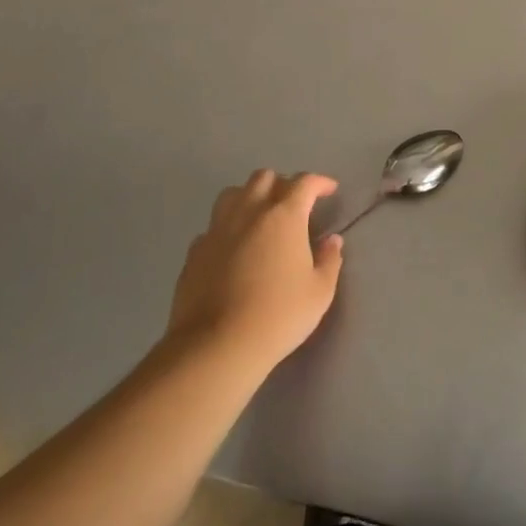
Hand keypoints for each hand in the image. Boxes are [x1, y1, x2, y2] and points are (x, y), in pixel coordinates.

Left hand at [166, 169, 343, 381]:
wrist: (216, 347)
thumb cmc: (279, 315)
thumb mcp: (320, 291)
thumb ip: (329, 260)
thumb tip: (331, 241)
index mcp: (284, 216)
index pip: (304, 182)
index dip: (320, 182)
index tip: (330, 191)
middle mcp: (248, 213)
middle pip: (264, 178)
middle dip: (283, 184)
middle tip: (295, 205)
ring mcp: (216, 231)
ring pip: (232, 194)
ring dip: (250, 197)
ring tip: (261, 217)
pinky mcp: (194, 253)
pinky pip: (213, 226)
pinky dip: (227, 228)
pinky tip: (235, 248)